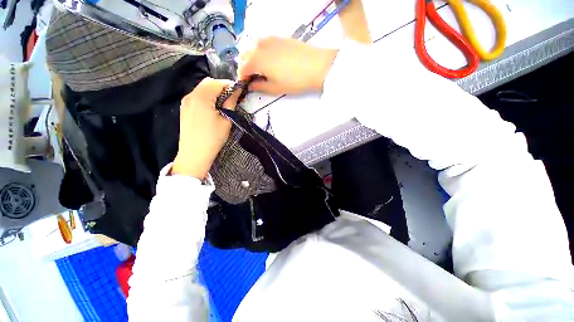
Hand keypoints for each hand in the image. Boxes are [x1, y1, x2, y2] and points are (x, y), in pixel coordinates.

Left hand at [172, 78, 239, 178]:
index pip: (217, 82)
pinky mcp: (184, 109)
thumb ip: (231, 102)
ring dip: (214, 93)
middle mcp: (191, 95)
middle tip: (232, 99)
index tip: (239, 93)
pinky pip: (197, 97)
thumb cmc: (213, 137)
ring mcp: (185, 102)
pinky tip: (212, 110)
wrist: (194, 154)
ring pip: (202, 90)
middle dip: (221, 88)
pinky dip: (206, 98)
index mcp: (202, 96)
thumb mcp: (226, 120)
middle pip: (208, 83)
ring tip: (223, 105)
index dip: (230, 85)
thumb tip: (236, 91)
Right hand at [237, 37, 338, 94]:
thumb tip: (250, 85)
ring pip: (253, 48)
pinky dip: (261, 52)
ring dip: (252, 59)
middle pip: (245, 56)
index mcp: (256, 59)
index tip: (246, 85)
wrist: (316, 66)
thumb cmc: (294, 80)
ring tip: (261, 70)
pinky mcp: (279, 37)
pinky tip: (270, 60)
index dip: (242, 78)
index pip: (242, 69)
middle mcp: (259, 45)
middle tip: (253, 78)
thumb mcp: (275, 88)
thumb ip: (259, 87)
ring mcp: (269, 39)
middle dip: (245, 67)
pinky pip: (263, 44)